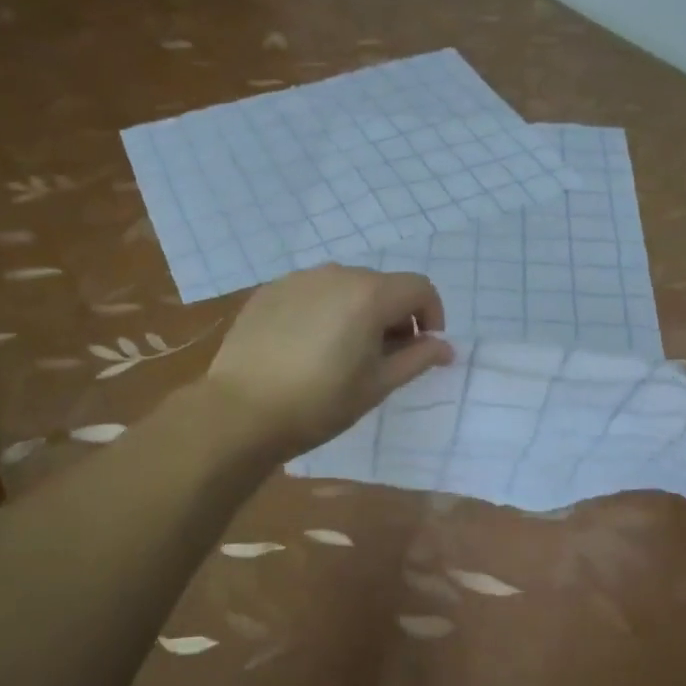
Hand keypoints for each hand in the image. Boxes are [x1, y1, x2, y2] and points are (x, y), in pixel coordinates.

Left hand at [204, 266, 452, 456]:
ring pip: (345, 286)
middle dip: (394, 315)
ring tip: (343, 351)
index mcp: (369, 294)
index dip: (431, 315)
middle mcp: (336, 273)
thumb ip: (417, 358)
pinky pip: (312, 292)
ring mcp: (298, 279)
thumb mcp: (377, 385)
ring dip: (358, 311)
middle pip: (382, 285)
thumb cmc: (319, 403)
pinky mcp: (270, 291)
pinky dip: (324, 310)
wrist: (240, 411)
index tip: (422, 347)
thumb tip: (445, 347)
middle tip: (383, 357)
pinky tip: (307, 346)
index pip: (419, 288)